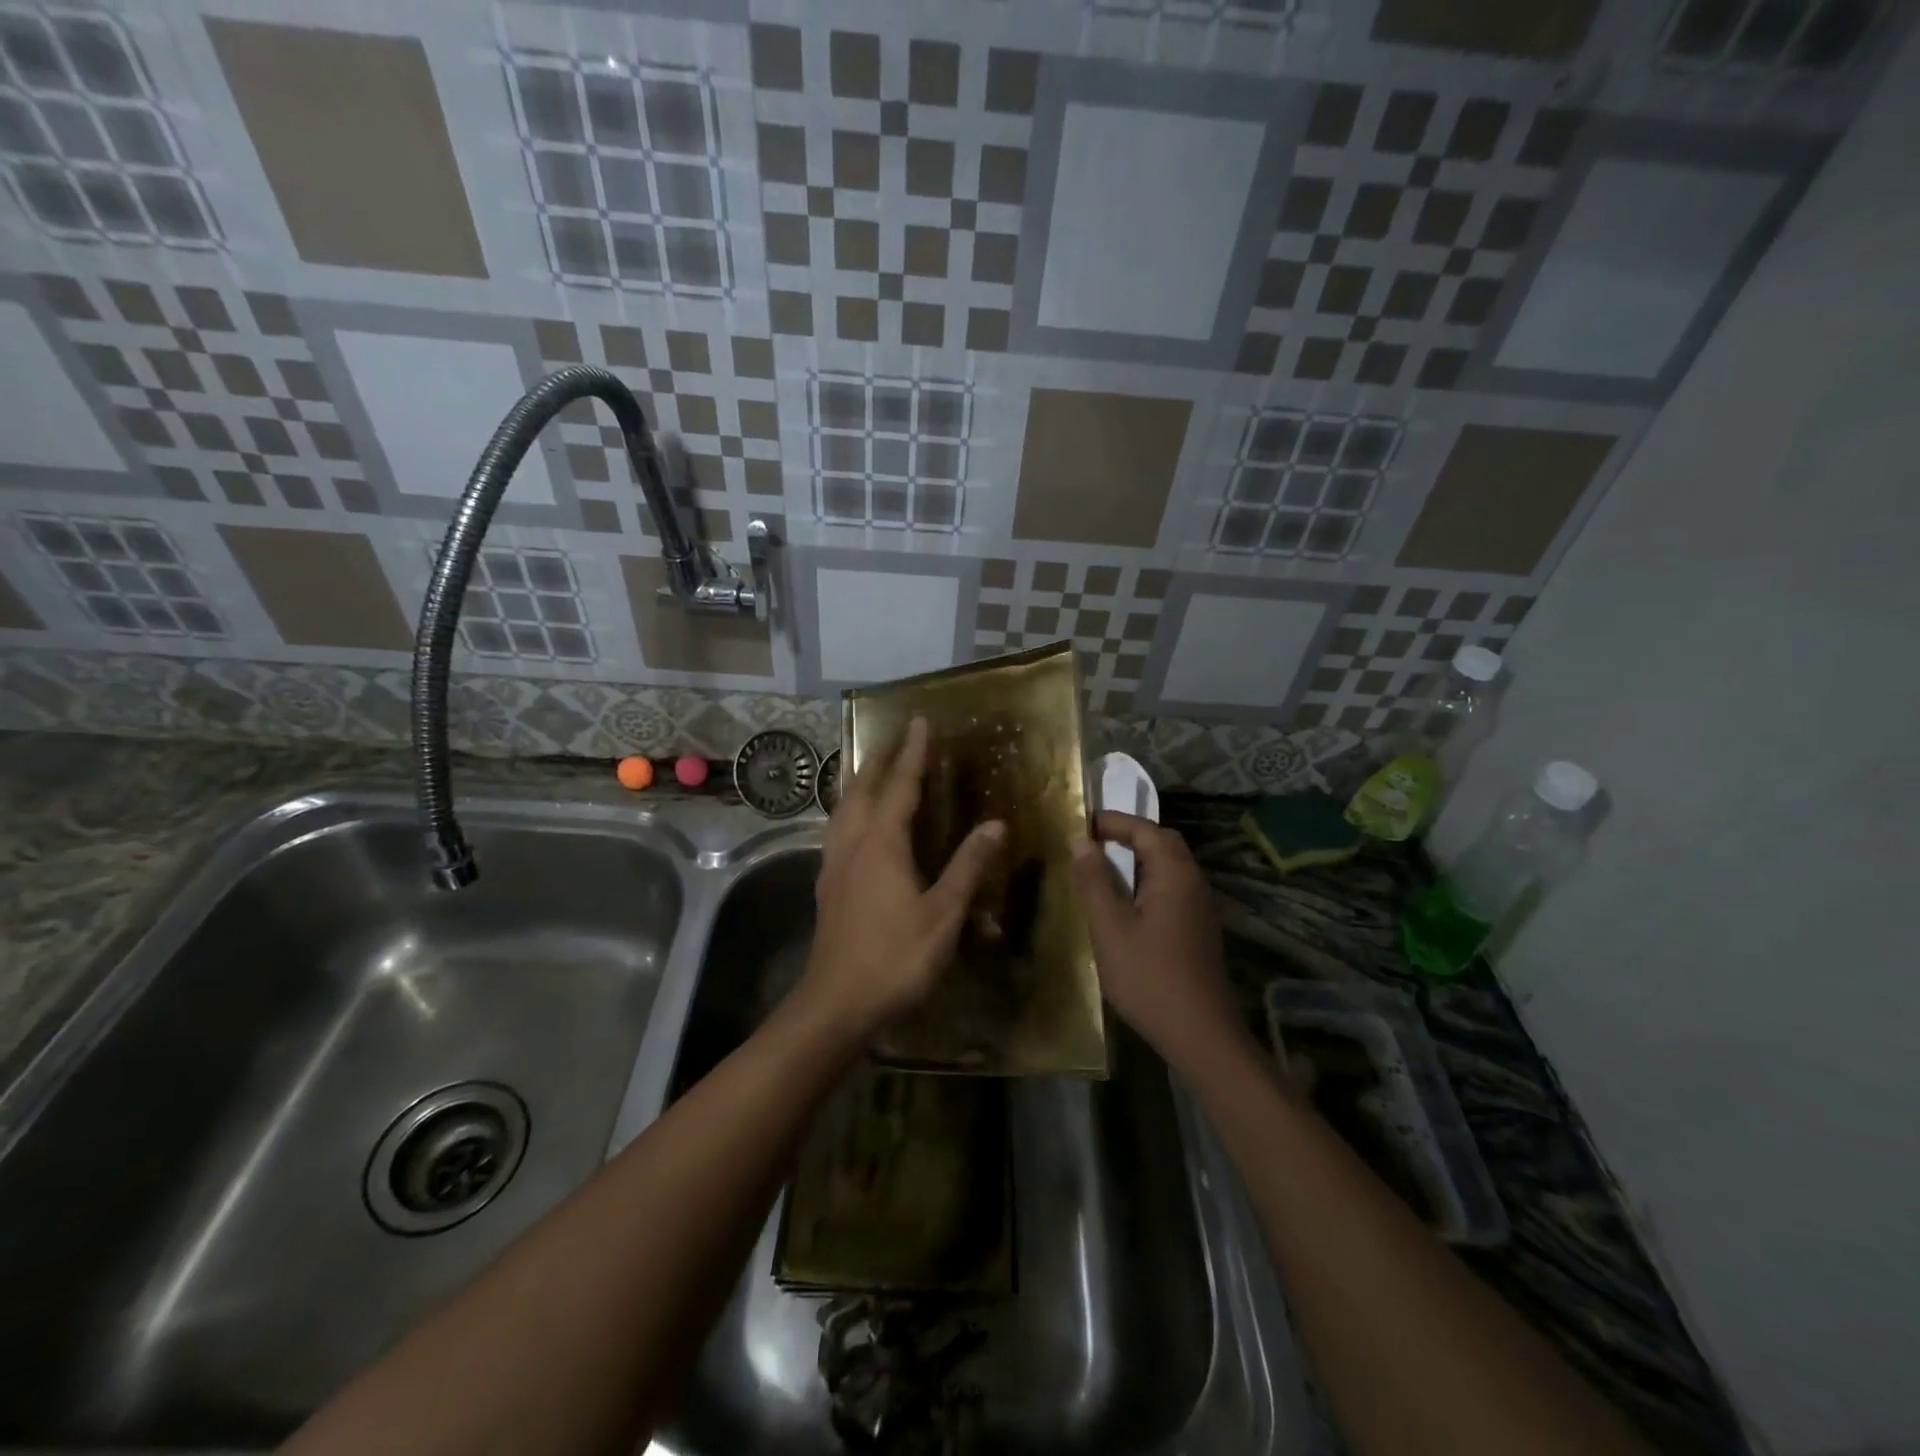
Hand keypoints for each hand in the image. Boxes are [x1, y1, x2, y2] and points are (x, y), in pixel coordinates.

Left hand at [797, 717, 1004, 1040]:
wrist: (837, 1003)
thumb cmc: (896, 957)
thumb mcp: (944, 914)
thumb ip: (968, 866)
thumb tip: (996, 824)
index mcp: (882, 844)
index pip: (900, 786)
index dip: (911, 753)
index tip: (918, 721)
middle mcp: (853, 844)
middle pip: (862, 789)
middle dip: (878, 759)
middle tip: (893, 736)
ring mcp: (834, 864)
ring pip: (843, 809)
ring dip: (857, 782)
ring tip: (869, 769)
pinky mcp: (826, 885)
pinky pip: (836, 830)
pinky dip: (848, 810)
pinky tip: (852, 824)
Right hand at [1070, 812, 1243, 1070]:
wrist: (1200, 1034)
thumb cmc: (1149, 977)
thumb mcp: (1110, 927)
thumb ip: (1094, 880)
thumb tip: (1081, 840)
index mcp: (1174, 873)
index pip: (1144, 828)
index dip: (1112, 821)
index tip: (1080, 823)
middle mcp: (1193, 881)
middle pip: (1162, 842)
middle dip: (1127, 834)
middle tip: (1092, 841)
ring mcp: (1200, 905)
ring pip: (1169, 865)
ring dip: (1138, 858)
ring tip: (1102, 867)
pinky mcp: (1199, 927)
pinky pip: (1172, 887)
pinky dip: (1147, 880)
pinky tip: (1125, 902)